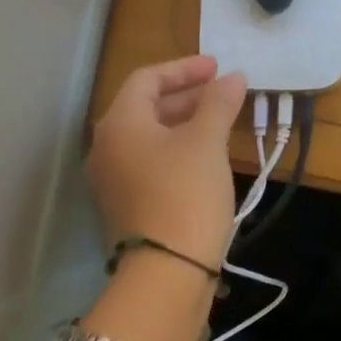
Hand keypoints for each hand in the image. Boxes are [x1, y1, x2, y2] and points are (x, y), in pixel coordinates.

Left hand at [88, 56, 245, 265]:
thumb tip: (234, 77)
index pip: (147, 79)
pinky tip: (204, 158)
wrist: (167, 272)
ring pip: (148, 137)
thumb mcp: (207, 142)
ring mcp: (111, 179)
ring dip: (182, 123)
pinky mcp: (124, 205)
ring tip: (219, 123)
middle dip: (185, 96)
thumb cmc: (186, 193)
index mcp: (119, 123)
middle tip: (222, 94)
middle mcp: (106, 146)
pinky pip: (148, 162)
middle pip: (145, 107)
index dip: (184, 68)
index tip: (218, 68)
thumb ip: (218, 103)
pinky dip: (175, 150)